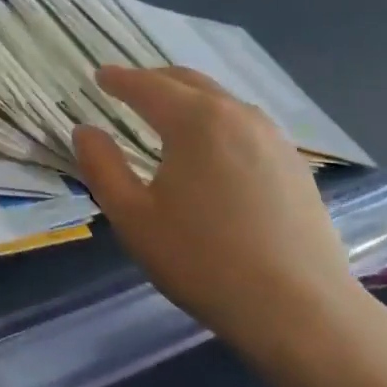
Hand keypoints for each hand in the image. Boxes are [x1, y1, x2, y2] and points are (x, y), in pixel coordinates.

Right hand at [73, 66, 363, 366]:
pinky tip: (210, 148)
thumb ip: (102, 166)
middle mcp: (237, 115)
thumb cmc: (203, 260)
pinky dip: (216, 120)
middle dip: (153, 81)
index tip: (100, 75)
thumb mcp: (133, 217)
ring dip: (187, 98)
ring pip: (220, 100)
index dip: (119, 79)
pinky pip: (244, 124)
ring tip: (165, 114)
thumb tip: (85, 131)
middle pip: (188, 82)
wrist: (300, 311)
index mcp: (195, 121)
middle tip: (127, 88)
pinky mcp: (294, 165)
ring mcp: (273, 138)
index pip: (147, 86)